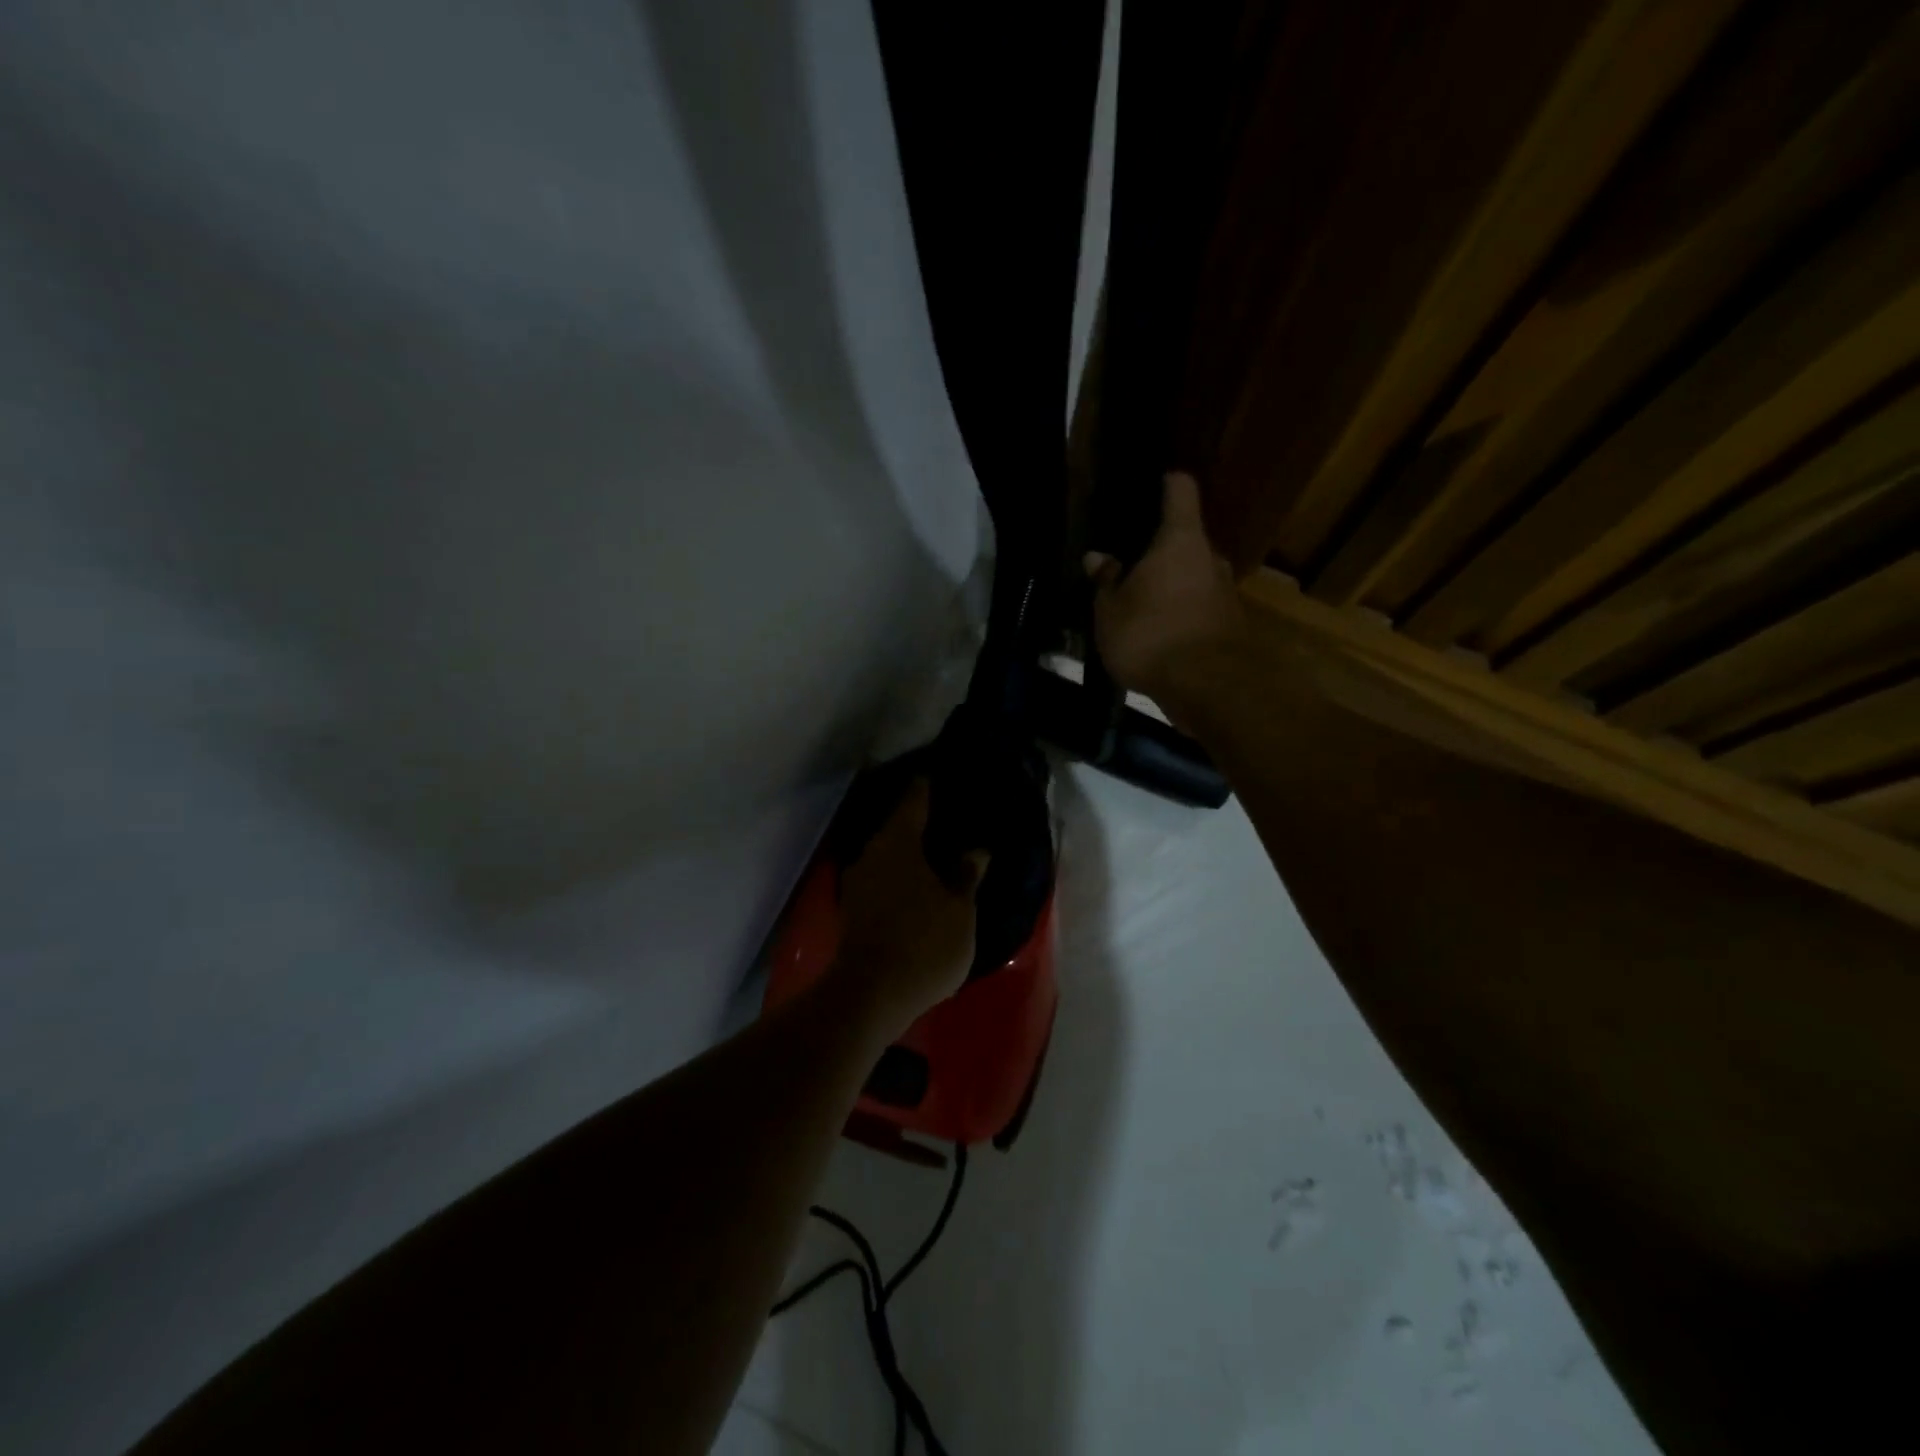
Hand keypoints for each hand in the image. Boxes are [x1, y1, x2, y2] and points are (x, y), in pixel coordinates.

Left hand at [833, 779, 987, 1037]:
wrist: (871, 994)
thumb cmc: (924, 943)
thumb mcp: (959, 910)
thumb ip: (967, 876)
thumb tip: (975, 851)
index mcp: (898, 843)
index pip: (914, 801)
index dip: (927, 788)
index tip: (935, 775)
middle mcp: (871, 854)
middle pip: (897, 828)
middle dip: (919, 825)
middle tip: (945, 821)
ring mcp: (857, 882)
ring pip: (887, 856)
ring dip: (907, 855)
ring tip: (934, 856)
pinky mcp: (852, 910)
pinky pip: (880, 880)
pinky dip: (898, 878)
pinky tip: (915, 888)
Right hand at [1085, 472, 1248, 723]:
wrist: (1208, 687)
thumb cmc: (1151, 635)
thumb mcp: (1110, 611)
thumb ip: (1105, 582)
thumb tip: (1098, 558)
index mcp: (1180, 540)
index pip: (1180, 490)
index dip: (1166, 484)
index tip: (1152, 485)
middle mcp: (1210, 558)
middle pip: (1186, 541)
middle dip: (1160, 553)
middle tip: (1130, 569)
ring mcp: (1226, 593)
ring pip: (1194, 578)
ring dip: (1171, 588)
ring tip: (1141, 608)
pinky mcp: (1230, 627)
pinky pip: (1199, 610)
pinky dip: (1181, 617)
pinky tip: (1159, 637)